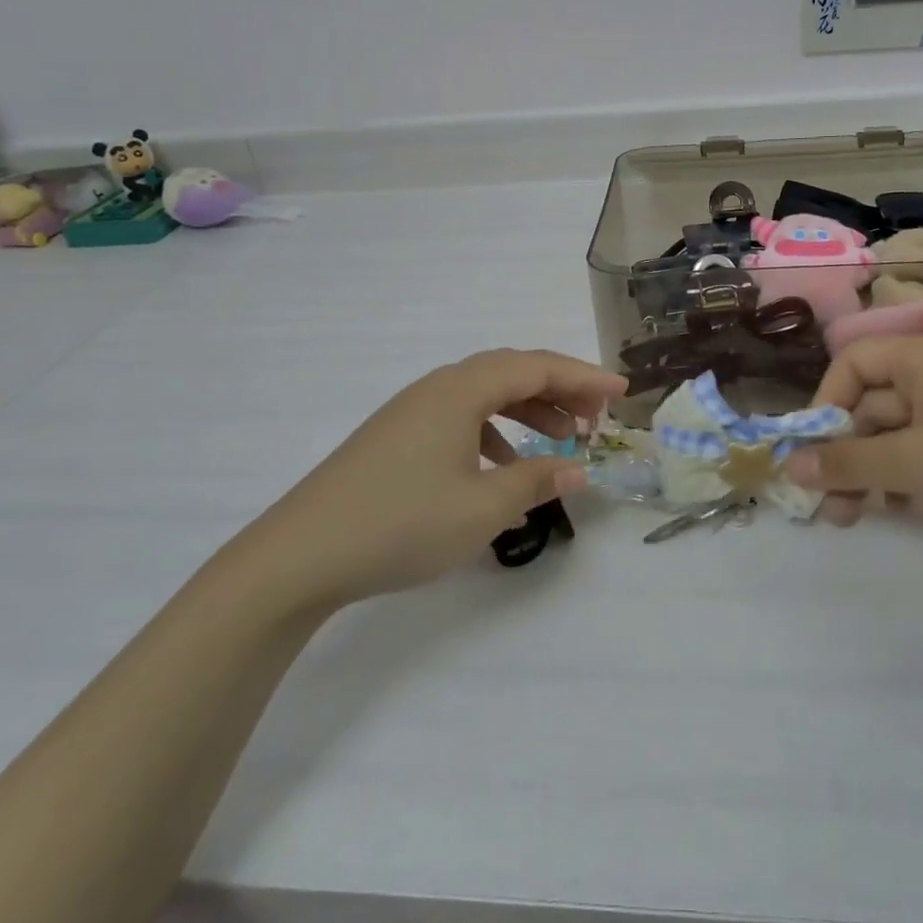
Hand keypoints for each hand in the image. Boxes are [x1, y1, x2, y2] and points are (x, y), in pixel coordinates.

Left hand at [234, 349, 626, 612]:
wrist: (300, 555)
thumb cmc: (401, 523)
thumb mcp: (481, 508)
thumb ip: (537, 482)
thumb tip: (579, 469)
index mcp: (460, 390)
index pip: (536, 367)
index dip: (584, 377)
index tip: (622, 392)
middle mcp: (438, 389)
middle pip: (511, 373)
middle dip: (560, 390)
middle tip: (596, 418)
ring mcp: (413, 412)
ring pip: (486, 396)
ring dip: (528, 412)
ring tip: (561, 442)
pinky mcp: (397, 437)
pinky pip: (460, 420)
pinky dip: (494, 435)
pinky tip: (502, 471)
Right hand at [785, 334, 922, 557]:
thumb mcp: (908, 464)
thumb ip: (844, 463)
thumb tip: (789, 465)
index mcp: (922, 357)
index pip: (852, 364)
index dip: (824, 403)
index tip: (811, 450)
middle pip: (872, 404)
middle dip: (846, 454)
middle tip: (827, 503)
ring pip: (898, 433)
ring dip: (871, 472)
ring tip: (854, 518)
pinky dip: (907, 476)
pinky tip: (903, 510)